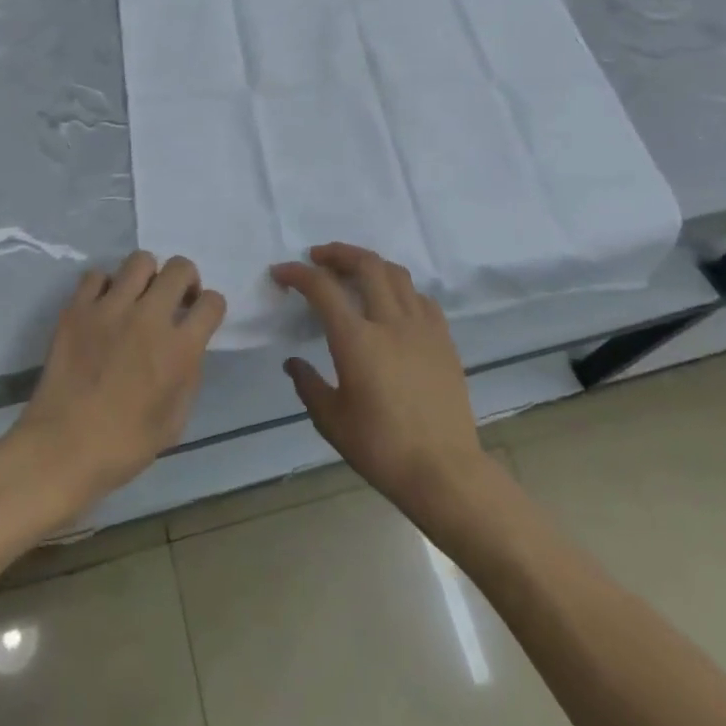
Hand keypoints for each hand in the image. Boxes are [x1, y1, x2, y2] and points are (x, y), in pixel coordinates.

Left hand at [15, 252, 225, 507]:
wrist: (62, 448)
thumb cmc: (124, 445)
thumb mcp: (175, 421)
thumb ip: (188, 375)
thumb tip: (187, 348)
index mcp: (179, 349)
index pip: (212, 303)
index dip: (211, 308)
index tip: (200, 317)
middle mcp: (149, 318)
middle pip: (179, 268)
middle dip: (185, 280)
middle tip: (174, 300)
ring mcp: (110, 308)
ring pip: (140, 260)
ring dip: (147, 276)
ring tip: (138, 297)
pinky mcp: (77, 308)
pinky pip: (97, 275)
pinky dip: (105, 286)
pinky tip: (103, 307)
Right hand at [273, 244, 486, 514]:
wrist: (444, 472)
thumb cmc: (381, 449)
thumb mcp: (332, 421)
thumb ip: (308, 385)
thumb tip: (293, 362)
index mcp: (357, 340)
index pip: (322, 288)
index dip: (297, 273)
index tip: (281, 272)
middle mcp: (390, 322)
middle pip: (366, 264)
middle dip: (338, 253)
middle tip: (318, 257)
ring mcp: (422, 328)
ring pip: (396, 274)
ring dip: (370, 264)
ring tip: (354, 271)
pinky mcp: (444, 340)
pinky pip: (421, 298)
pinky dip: (400, 289)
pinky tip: (392, 303)